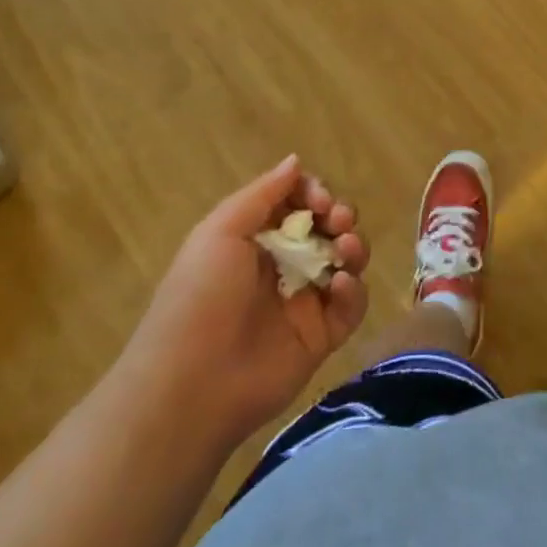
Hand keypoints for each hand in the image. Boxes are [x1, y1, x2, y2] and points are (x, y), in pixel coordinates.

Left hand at [119, 157, 368, 446]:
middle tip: (339, 221)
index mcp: (255, 239)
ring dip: (354, 246)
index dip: (315, 193)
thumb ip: (263, 194)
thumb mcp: (220, 232)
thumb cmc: (201, 297)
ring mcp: (304, 301)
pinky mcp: (322, 336)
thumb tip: (296, 161)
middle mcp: (283, 265)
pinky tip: (339, 286)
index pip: (298, 202)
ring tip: (346, 250)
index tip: (320, 200)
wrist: (192, 385)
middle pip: (328, 227)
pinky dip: (354, 290)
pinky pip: (351, 305)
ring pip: (346, 261)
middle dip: (340, 216)